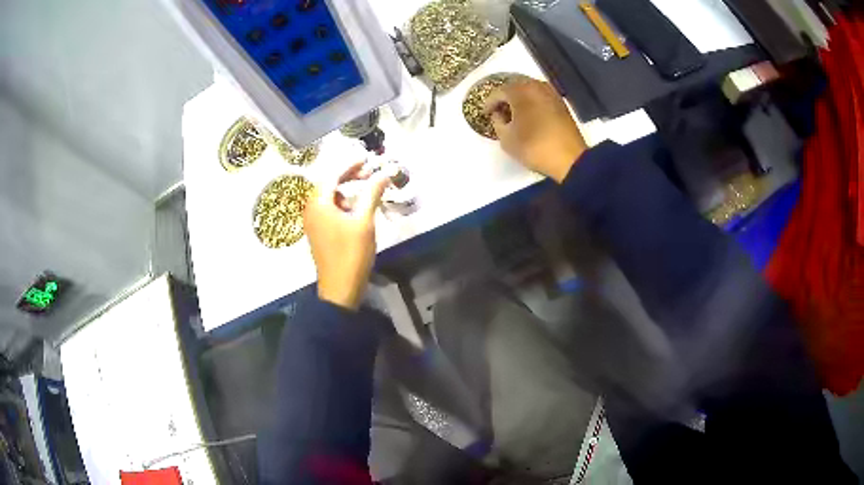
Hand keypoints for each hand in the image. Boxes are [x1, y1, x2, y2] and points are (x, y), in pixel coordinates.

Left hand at [304, 162, 391, 309]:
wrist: (340, 288)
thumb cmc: (351, 253)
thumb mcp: (364, 221)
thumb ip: (372, 193)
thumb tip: (384, 172)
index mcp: (318, 203)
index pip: (332, 174)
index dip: (350, 164)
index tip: (368, 159)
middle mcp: (311, 208)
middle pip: (329, 183)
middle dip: (349, 176)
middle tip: (370, 174)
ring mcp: (313, 221)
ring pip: (330, 197)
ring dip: (347, 190)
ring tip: (367, 191)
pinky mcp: (318, 232)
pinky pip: (329, 209)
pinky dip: (343, 204)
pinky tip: (358, 210)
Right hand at [484, 79, 587, 182]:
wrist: (569, 158)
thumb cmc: (534, 147)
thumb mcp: (506, 139)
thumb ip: (497, 122)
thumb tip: (498, 115)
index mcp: (519, 91)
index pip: (498, 92)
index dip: (489, 103)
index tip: (485, 113)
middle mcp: (535, 86)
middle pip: (514, 87)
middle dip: (505, 98)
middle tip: (499, 111)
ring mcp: (551, 93)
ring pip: (529, 91)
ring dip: (520, 100)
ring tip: (514, 114)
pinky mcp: (561, 103)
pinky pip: (541, 97)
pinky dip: (533, 103)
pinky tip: (529, 115)